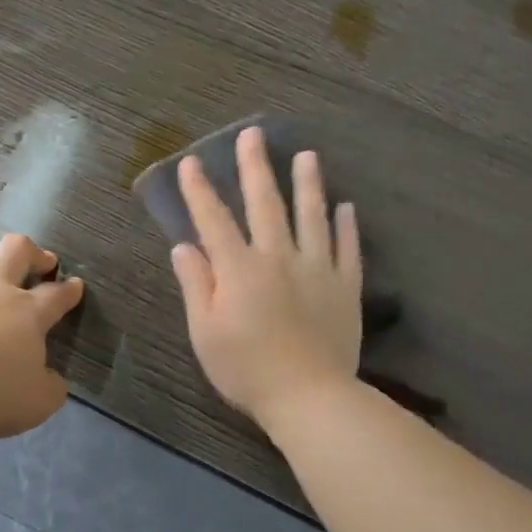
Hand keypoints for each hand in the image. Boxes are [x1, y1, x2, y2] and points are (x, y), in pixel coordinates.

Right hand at [170, 126, 362, 426]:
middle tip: (253, 135)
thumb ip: (196, 285)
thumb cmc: (246, 369)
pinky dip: (346, 226)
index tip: (192, 162)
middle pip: (265, 204)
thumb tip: (184, 246)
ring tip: (308, 155)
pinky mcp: (345, 287)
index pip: (214, 220)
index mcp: (239, 269)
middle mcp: (279, 257)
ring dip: (308, 184)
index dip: (200, 190)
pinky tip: (346, 207)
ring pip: (312, 216)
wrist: (309, 396)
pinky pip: (347, 248)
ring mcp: (317, 269)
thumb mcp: (205, 333)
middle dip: (255, 168)